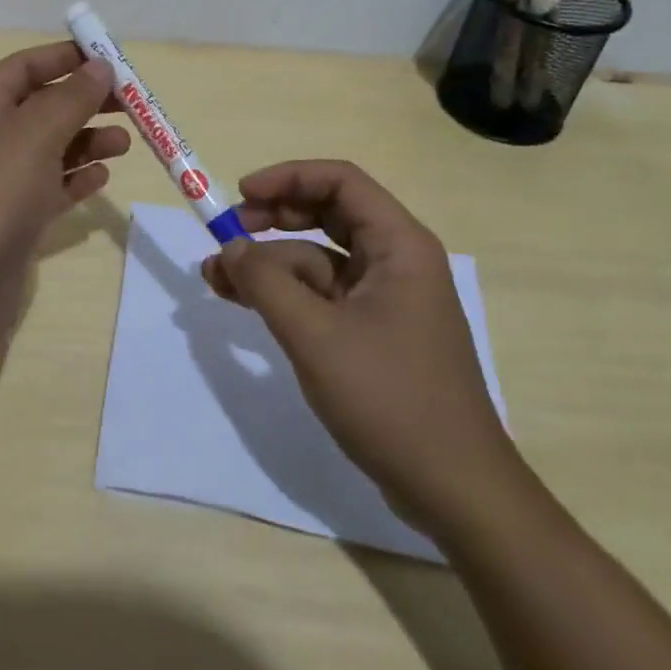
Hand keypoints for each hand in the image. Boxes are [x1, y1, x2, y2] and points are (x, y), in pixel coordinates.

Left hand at [0, 43, 129, 353]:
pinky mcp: (15, 217)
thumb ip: (72, 98)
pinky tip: (102, 178)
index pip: (27, 66)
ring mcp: (1, 179)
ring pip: (52, 147)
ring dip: (88, 141)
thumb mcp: (35, 134)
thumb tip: (100, 67)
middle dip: (86, 102)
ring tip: (125, 144)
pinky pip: (52, 186)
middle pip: (44, 105)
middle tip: (132, 104)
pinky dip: (77, 178)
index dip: (67, 57)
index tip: (112, 59)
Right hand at [200, 159, 527, 541]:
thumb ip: (266, 282)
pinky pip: (321, 296)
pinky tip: (244, 303)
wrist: (454, 491)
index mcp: (399, 245)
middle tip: (227, 232)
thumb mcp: (315, 335)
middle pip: (328, 215)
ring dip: (268, 264)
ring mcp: (384, 299)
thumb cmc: (390, 398)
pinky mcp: (372, 333)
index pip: (340, 181)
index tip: (241, 194)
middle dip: (273, 219)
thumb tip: (229, 247)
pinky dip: (283, 295)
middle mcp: (395, 261)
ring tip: (215, 278)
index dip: (288, 178)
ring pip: (317, 259)